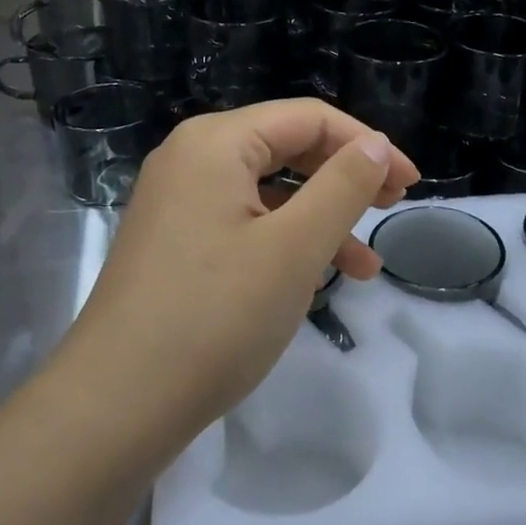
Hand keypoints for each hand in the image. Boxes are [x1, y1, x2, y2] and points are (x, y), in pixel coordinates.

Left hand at [61, 99, 417, 444]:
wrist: (115, 405)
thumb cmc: (215, 317)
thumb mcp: (295, 247)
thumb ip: (343, 186)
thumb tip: (376, 145)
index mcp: (216, 143)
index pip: (309, 119)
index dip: (367, 145)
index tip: (410, 185)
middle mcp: (191, 159)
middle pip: (286, 147)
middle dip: (345, 177)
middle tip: (392, 208)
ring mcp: (178, 203)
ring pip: (268, 192)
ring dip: (321, 218)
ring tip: (366, 266)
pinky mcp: (175, 243)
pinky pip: (244, 223)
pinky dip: (285, 242)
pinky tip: (316, 278)